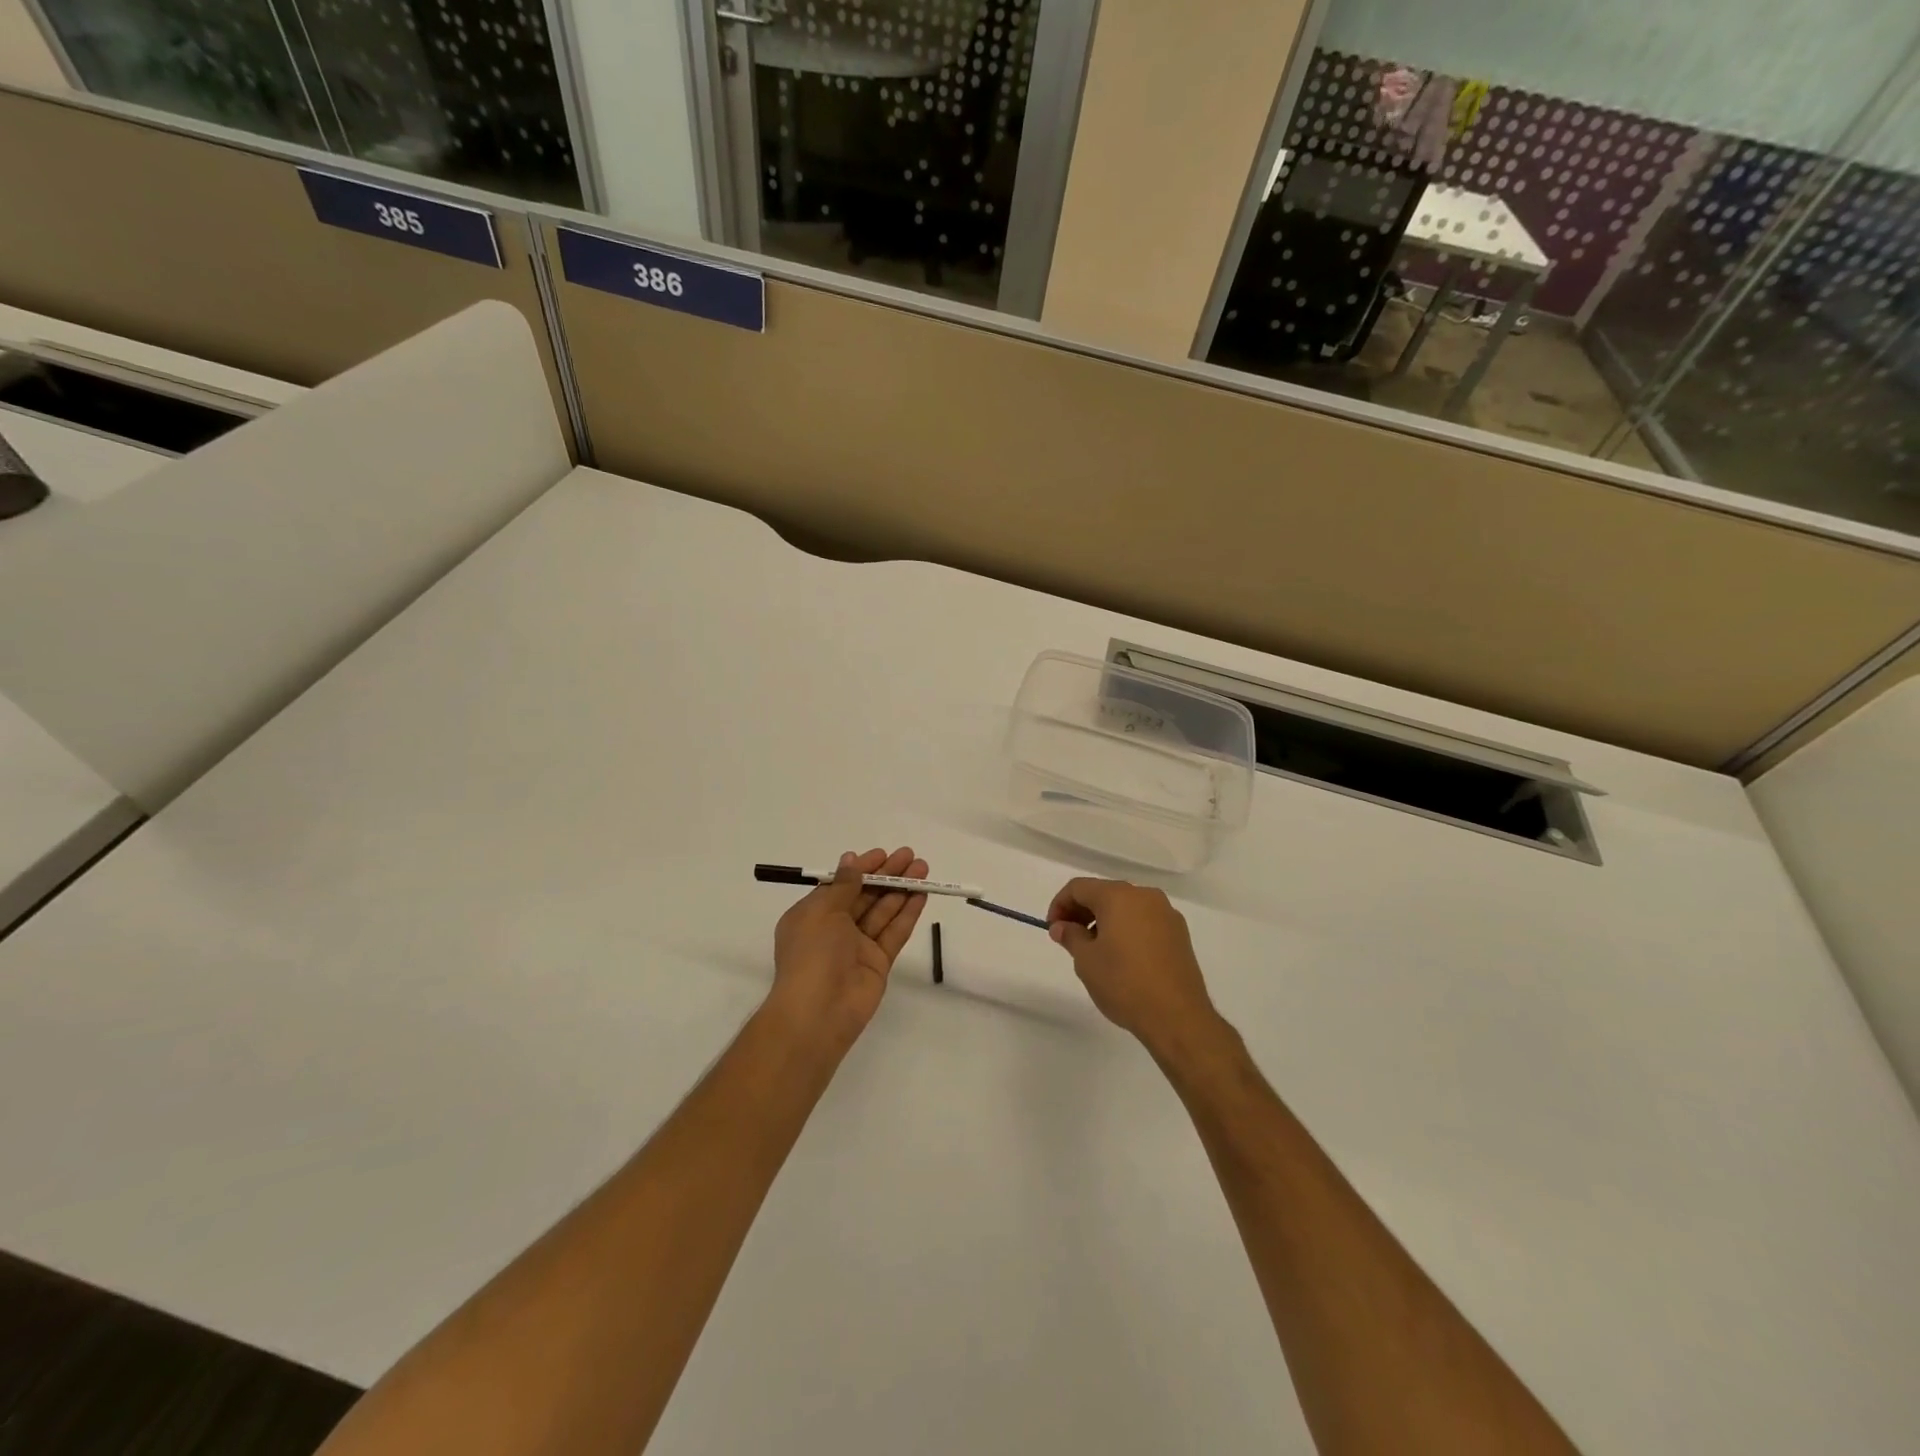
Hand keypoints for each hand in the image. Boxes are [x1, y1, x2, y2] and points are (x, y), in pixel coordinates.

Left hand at [769, 847, 927, 1052]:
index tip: (883, 854)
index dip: (862, 869)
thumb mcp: (822, 912)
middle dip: (887, 875)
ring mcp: (858, 947)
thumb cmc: (812, 954)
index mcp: (813, 915)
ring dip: (902, 889)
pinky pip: (894, 932)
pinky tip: (922, 895)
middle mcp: (835, 929)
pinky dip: (908, 913)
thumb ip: (843, 886)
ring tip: (923, 868)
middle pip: (865, 895)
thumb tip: (850, 860)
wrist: (818, 1012)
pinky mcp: (878, 962)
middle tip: (911, 856)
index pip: (841, 885)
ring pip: (883, 911)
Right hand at [1047, 878, 1221, 1057]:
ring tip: (1095, 950)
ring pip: (1126, 907)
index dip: (1060, 904)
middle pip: (1104, 893)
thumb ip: (1070, 936)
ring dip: (1105, 920)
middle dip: (1082, 911)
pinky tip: (1122, 956)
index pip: (1079, 887)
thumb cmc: (1124, 983)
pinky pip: (1144, 921)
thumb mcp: (1086, 961)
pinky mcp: (1179, 934)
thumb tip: (1061, 927)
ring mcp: (1166, 914)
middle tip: (1068, 938)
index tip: (1053, 929)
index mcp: (1119, 896)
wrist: (1177, 1017)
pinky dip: (1127, 929)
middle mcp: (1145, 896)